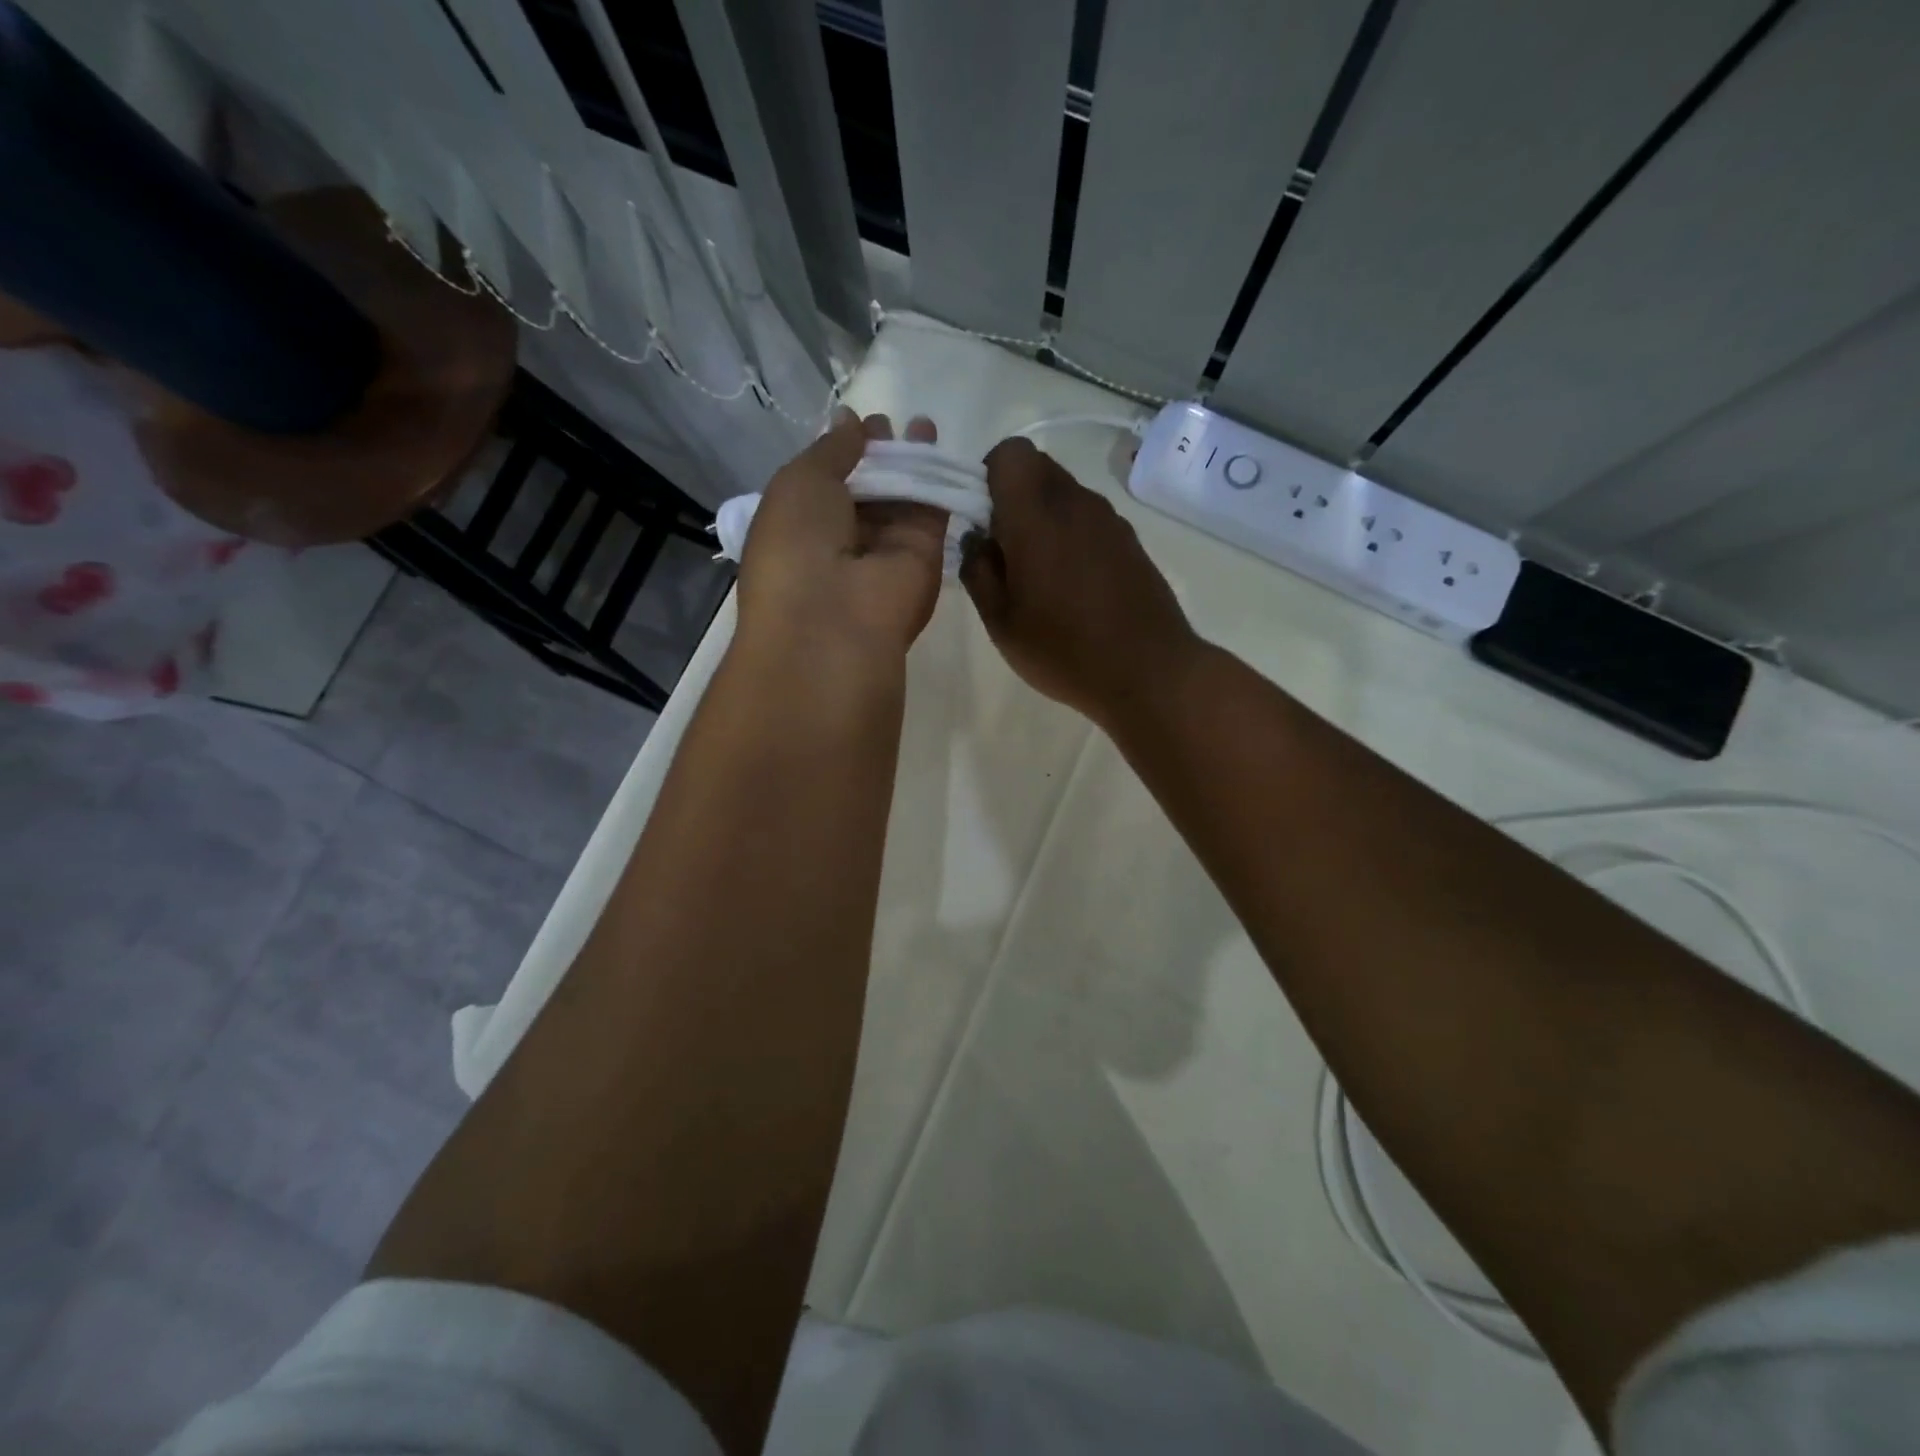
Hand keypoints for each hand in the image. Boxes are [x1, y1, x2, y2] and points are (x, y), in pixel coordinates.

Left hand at [736, 410, 947, 666]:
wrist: (833, 622)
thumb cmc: (796, 546)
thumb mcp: (799, 481)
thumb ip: (831, 449)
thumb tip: (850, 421)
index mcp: (802, 528)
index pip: (827, 485)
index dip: (844, 451)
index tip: (861, 423)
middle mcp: (843, 542)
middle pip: (869, 491)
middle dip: (881, 454)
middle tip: (894, 421)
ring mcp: (885, 552)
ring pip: (902, 498)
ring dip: (912, 461)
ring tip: (923, 423)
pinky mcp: (924, 558)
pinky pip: (931, 511)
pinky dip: (936, 479)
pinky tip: (938, 444)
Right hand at [961, 437, 1198, 729]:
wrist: (1150, 673)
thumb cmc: (1064, 650)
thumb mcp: (1001, 622)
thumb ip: (978, 571)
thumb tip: (976, 540)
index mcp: (1037, 515)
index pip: (1010, 453)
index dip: (988, 476)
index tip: (982, 519)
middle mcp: (1077, 503)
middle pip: (1038, 468)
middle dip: (1013, 497)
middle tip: (1005, 551)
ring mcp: (1110, 521)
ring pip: (1066, 495)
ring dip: (1044, 519)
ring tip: (1040, 576)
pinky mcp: (1131, 542)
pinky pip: (1089, 521)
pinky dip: (1072, 537)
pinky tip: (1073, 587)